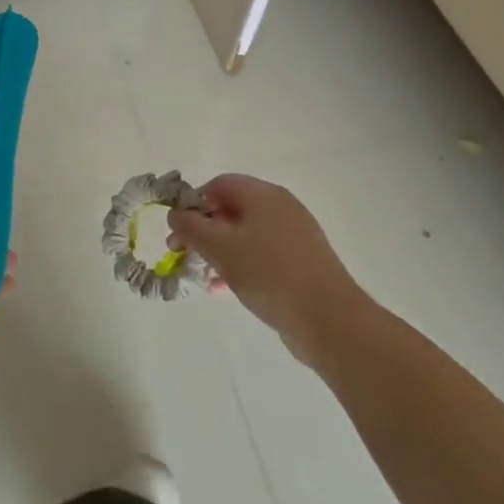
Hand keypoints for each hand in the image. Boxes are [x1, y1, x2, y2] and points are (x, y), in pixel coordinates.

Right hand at [168, 175, 362, 354]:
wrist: (327, 318)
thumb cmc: (268, 273)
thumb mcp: (220, 247)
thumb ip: (191, 227)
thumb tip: (176, 214)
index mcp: (264, 195)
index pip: (220, 184)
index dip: (193, 202)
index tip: (178, 228)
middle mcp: (281, 209)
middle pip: (232, 210)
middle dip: (202, 230)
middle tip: (180, 252)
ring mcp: (293, 237)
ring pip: (245, 236)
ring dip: (218, 251)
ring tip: (200, 274)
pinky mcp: (300, 264)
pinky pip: (260, 256)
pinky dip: (238, 266)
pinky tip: (222, 289)